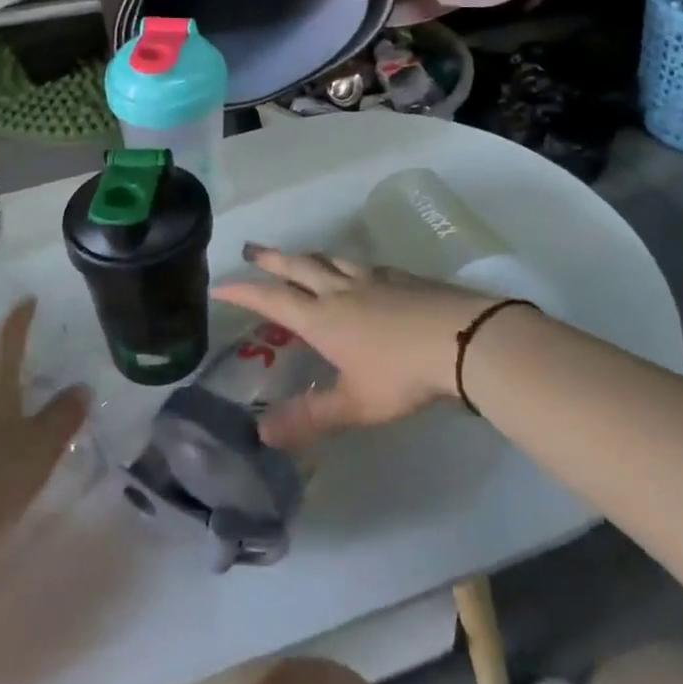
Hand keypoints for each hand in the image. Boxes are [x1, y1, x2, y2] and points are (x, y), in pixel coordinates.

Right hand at [213, 246, 508, 448]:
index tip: (221, 284)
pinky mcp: (401, 277)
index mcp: (322, 318)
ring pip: (330, 259)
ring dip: (308, 256)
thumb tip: (262, 434)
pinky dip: (347, 264)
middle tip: (251, 249)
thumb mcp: (354, 404)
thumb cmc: (401, 373)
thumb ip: (311, 417)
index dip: (244, 291)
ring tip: (299, 256)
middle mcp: (340, 290)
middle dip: (271, 258)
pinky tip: (358, 270)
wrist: (460, 338)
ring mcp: (372, 279)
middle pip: (298, 266)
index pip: (272, 299)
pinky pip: (363, 264)